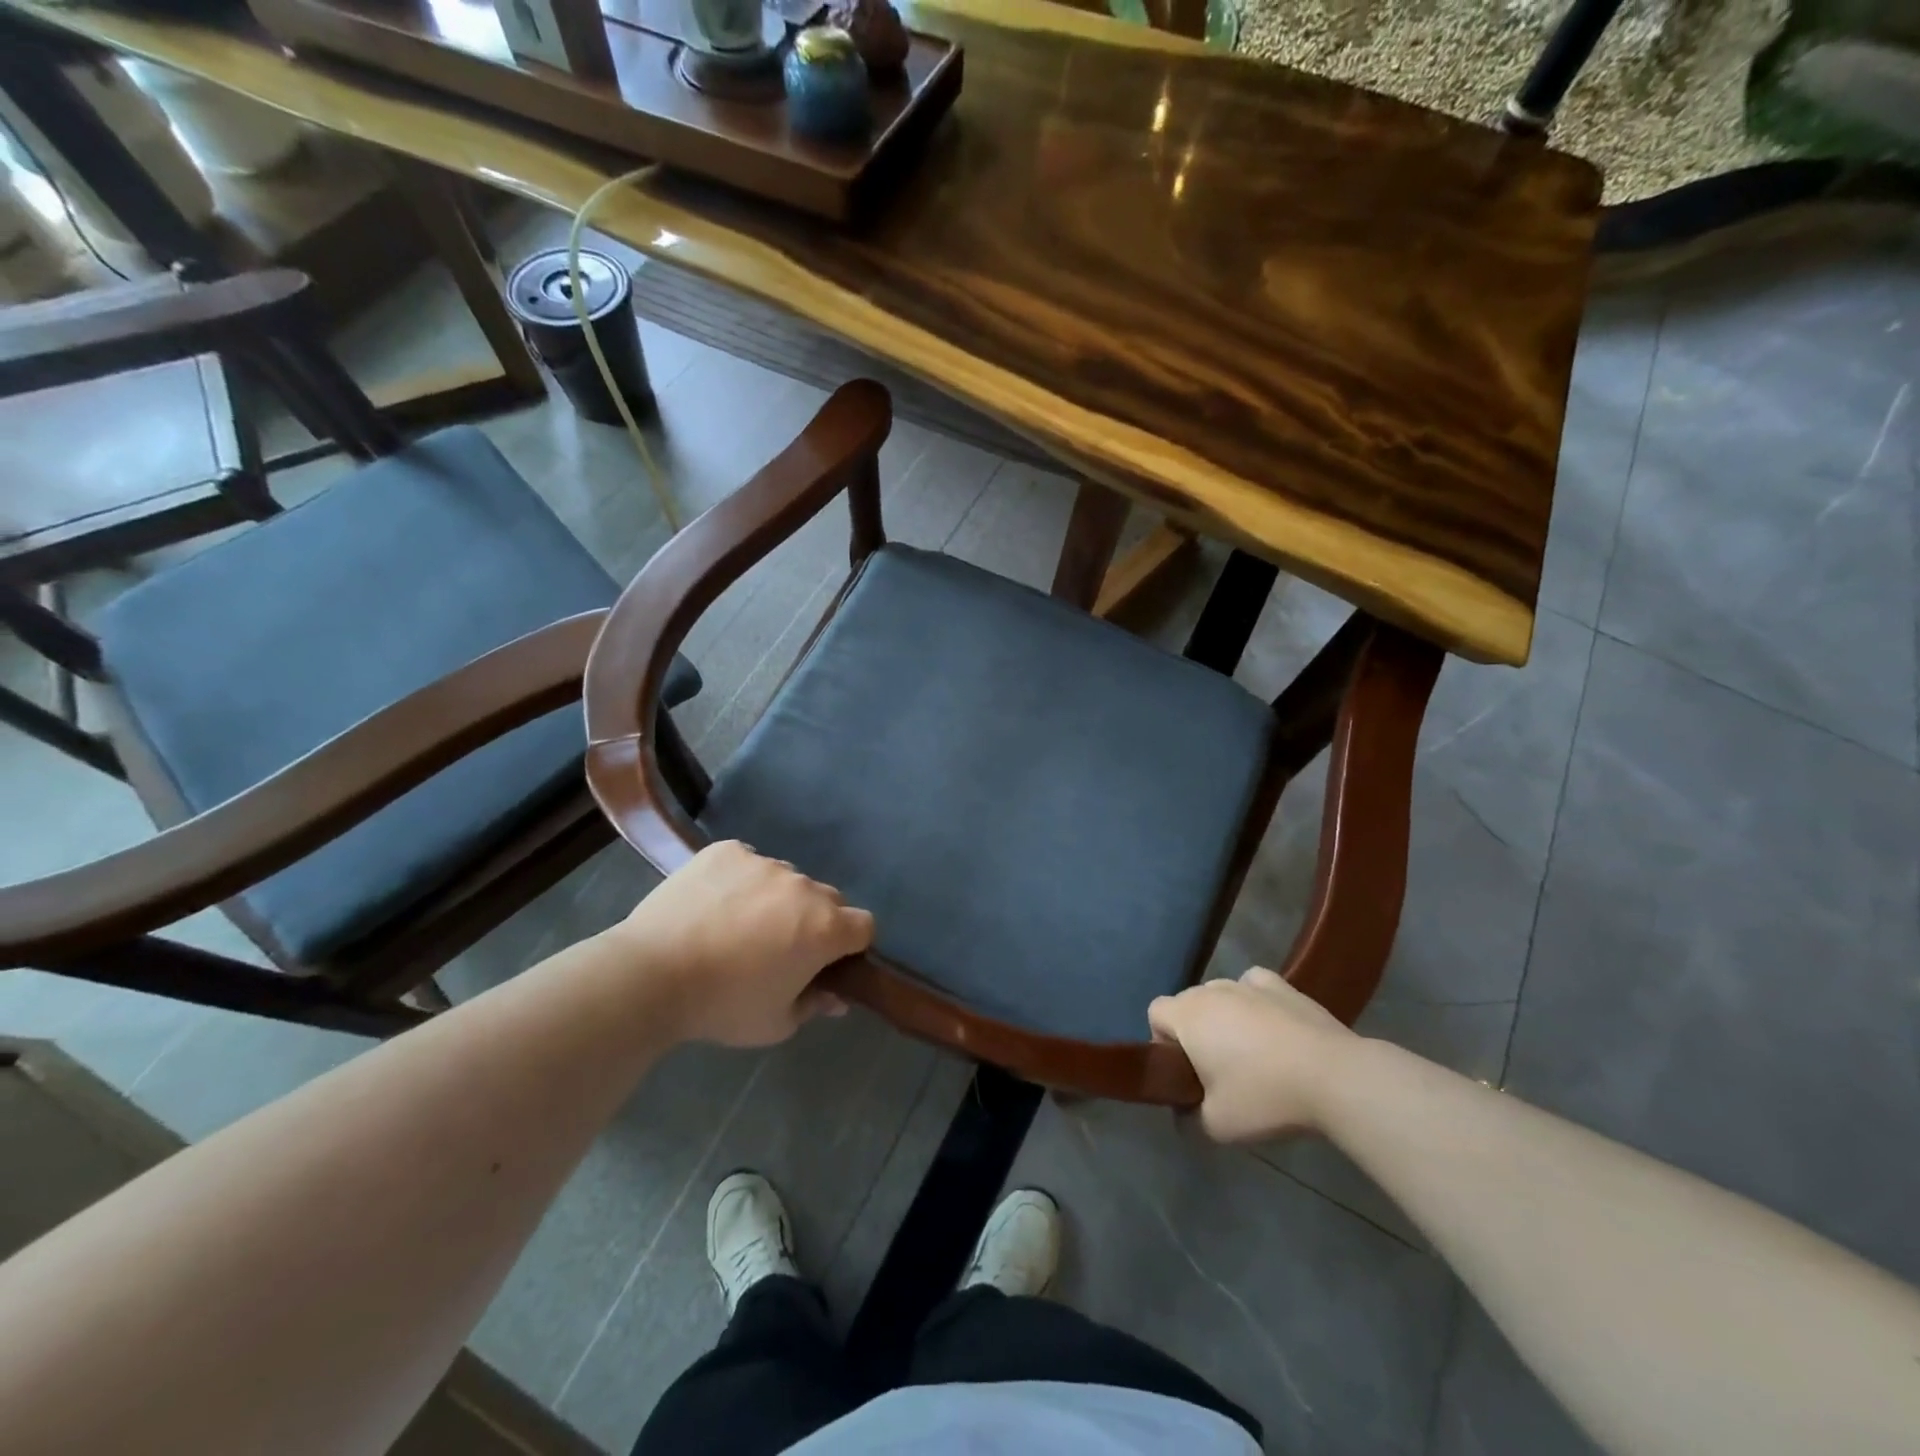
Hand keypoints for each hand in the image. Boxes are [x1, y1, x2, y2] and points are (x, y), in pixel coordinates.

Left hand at [612, 841, 873, 1047]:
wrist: (651, 974)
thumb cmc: (723, 1006)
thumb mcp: (775, 1023)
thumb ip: (814, 1005)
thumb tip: (836, 997)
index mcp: (825, 927)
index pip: (864, 925)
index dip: (850, 945)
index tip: (826, 962)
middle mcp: (804, 886)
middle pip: (827, 899)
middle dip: (814, 920)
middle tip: (779, 947)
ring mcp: (764, 863)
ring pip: (786, 879)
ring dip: (777, 899)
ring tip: (737, 925)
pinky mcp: (727, 850)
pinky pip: (748, 862)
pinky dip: (740, 880)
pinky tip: (714, 904)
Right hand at [1147, 968, 1356, 1142]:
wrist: (1334, 1078)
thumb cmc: (1265, 1096)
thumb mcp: (1217, 1126)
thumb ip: (1189, 1119)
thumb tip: (1185, 1114)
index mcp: (1188, 1015)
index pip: (1155, 1013)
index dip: (1163, 1042)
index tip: (1186, 1073)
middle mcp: (1212, 990)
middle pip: (1188, 1003)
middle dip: (1194, 1031)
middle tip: (1217, 1071)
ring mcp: (1248, 984)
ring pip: (1220, 994)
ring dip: (1224, 1017)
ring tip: (1251, 1052)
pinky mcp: (1283, 986)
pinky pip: (1254, 986)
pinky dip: (1254, 1000)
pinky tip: (1270, 1024)